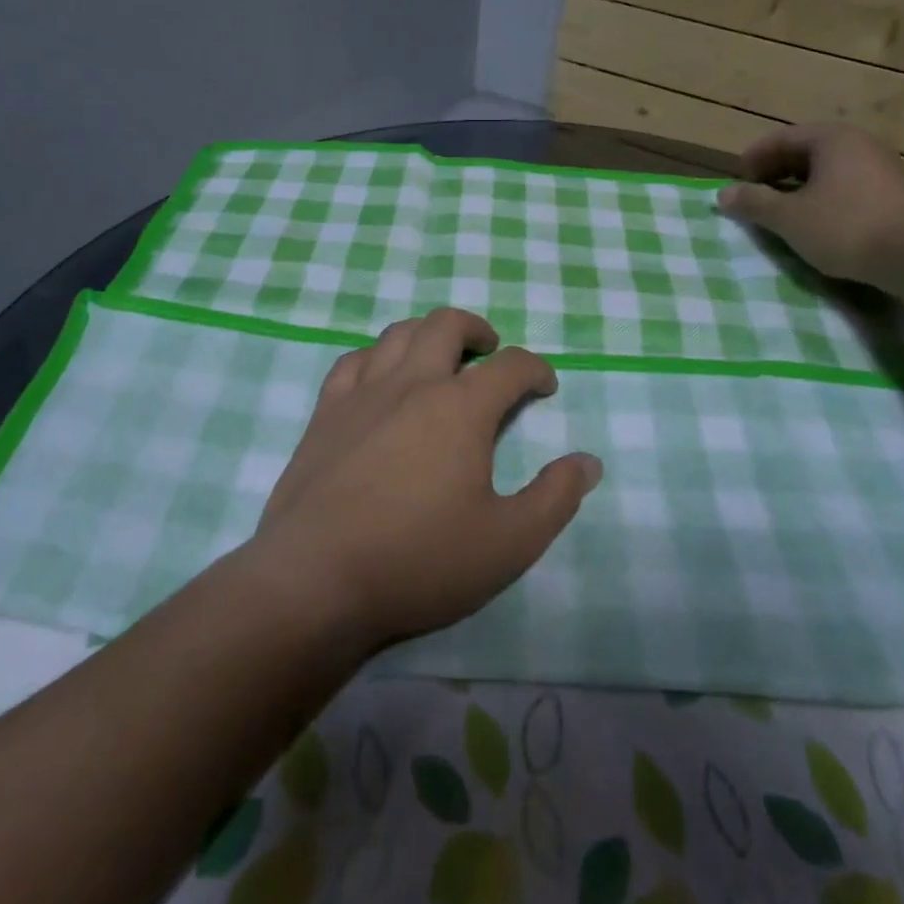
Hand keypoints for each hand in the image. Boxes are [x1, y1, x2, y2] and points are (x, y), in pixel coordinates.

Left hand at [247, 308, 602, 648]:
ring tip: (439, 359)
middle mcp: (412, 384)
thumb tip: (588, 462)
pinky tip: (380, 379)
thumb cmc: (419, 560)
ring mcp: (361, 394)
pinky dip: (376, 357)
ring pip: (397, 334)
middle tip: (489, 352)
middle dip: (477, 330)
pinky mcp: (324, 413)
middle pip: (446, 325)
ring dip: (427, 334)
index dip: (535, 369)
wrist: (316, 578)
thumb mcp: (509, 542)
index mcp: (460, 408)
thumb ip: (556, 498)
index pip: (510, 366)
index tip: (544, 386)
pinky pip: (352, 361)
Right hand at [717, 123, 903, 288]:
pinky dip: (827, 200)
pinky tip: (821, 225)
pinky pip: (851, 189)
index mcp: (832, 139)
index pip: (782, 138)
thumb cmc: (846, 226)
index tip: (738, 182)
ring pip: (831, 172)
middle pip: (808, 152)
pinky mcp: (900, 196)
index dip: (754, 158)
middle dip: (777, 173)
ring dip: (802, 189)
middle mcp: (861, 144)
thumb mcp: (789, 217)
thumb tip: (723, 194)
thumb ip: (754, 203)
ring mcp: (885, 169)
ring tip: (785, 214)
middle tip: (757, 197)